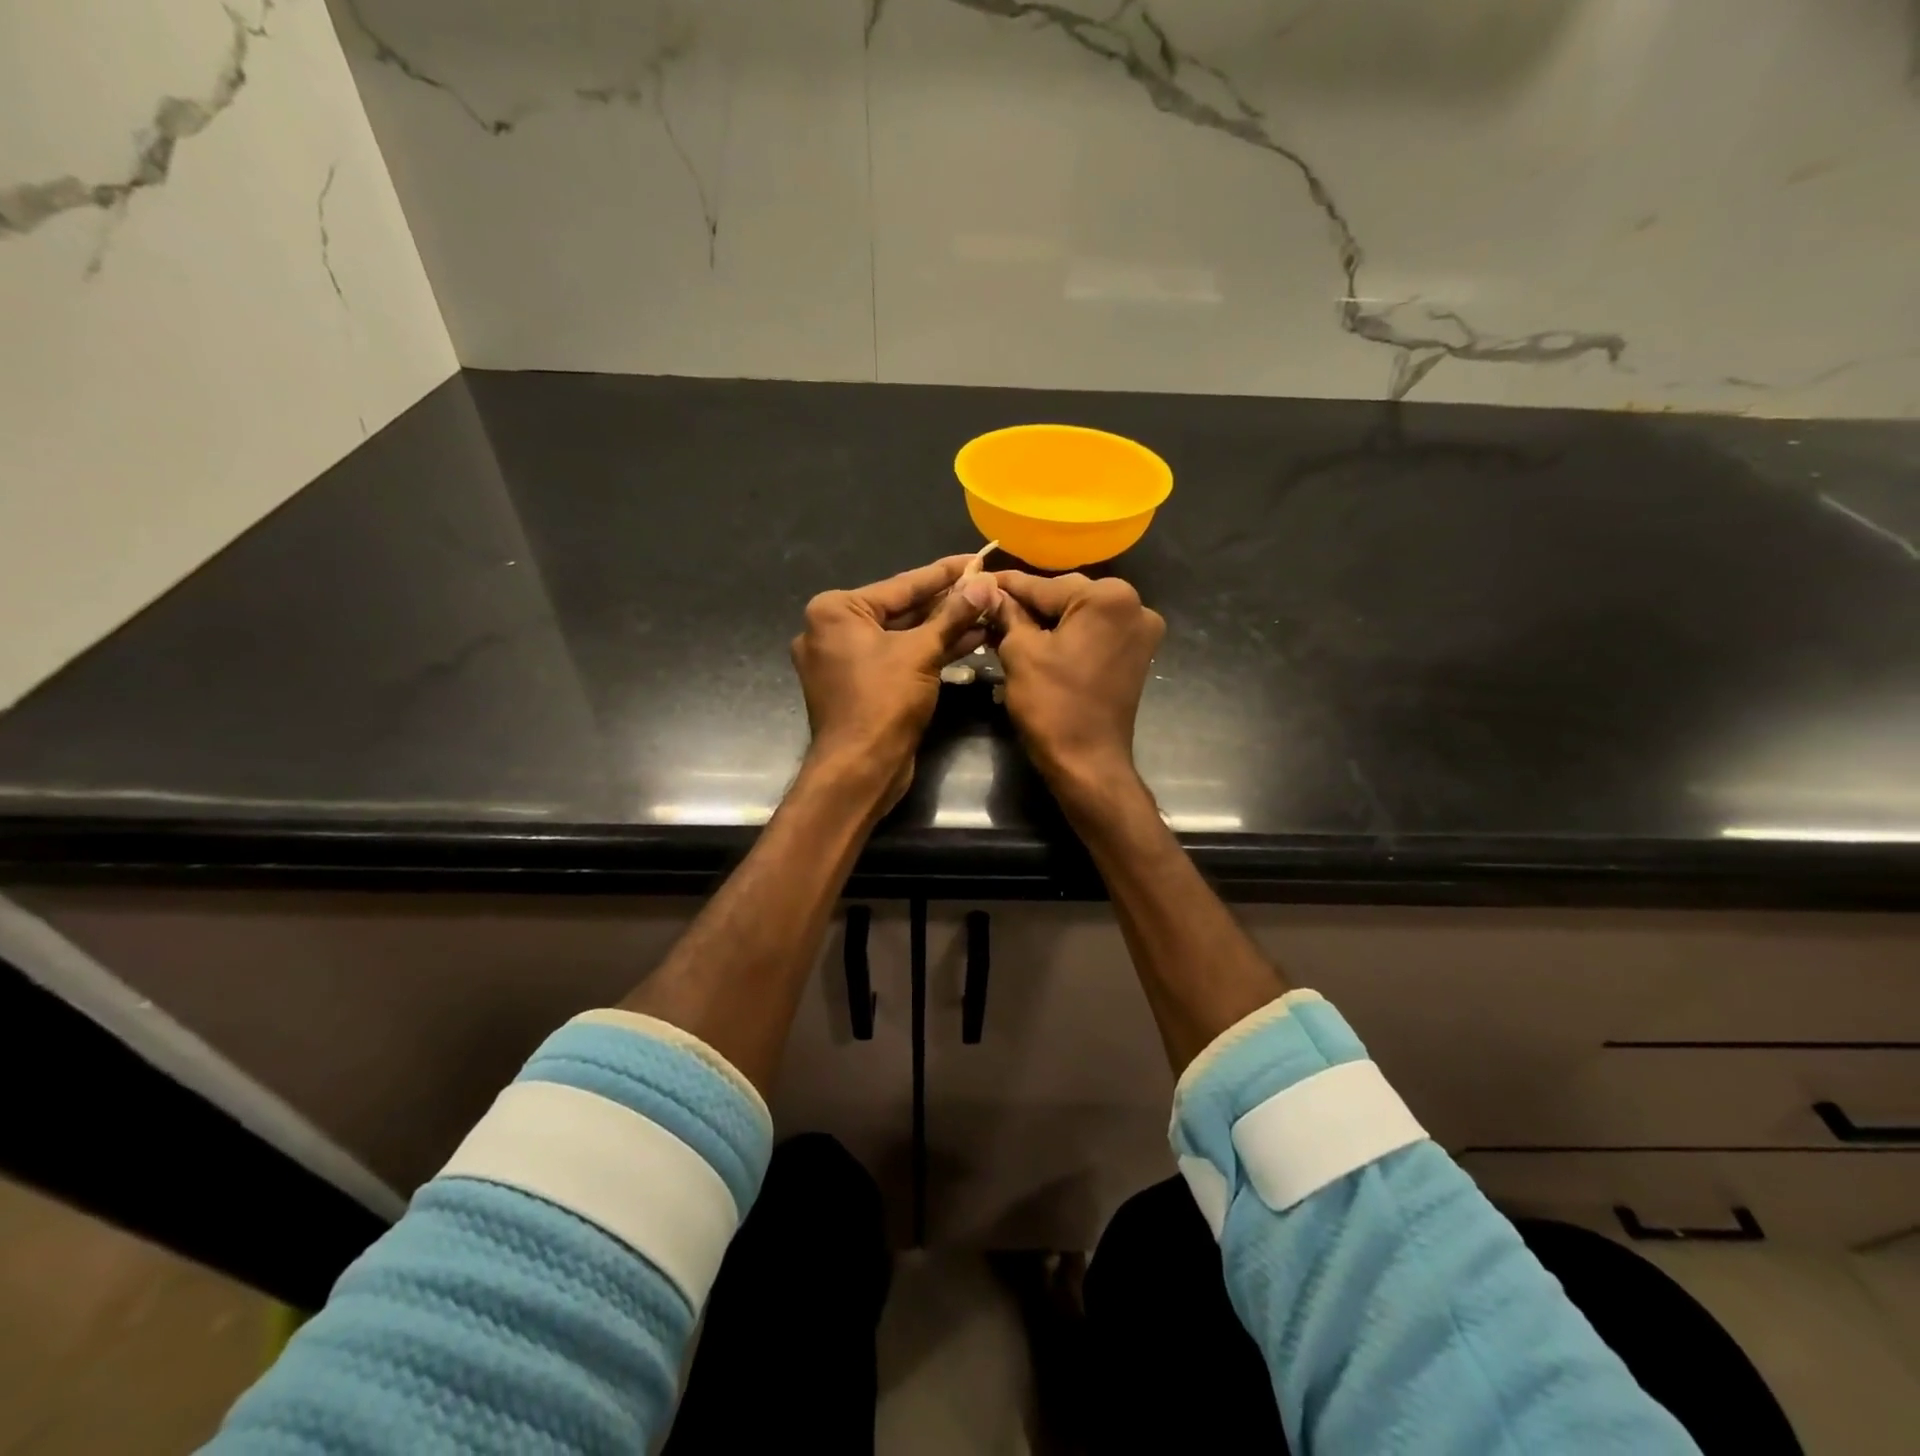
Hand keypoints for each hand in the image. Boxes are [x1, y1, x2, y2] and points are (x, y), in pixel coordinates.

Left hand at [791, 555, 1000, 808]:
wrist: (860, 769)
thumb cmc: (883, 702)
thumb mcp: (922, 652)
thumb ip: (953, 615)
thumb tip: (985, 584)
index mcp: (835, 611)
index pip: (901, 585)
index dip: (943, 573)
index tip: (975, 559)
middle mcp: (832, 631)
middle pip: (901, 609)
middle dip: (946, 602)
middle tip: (986, 587)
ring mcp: (844, 661)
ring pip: (901, 636)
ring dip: (943, 628)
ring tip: (987, 613)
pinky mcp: (859, 686)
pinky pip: (897, 658)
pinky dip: (929, 652)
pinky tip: (969, 641)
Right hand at [991, 571, 1164, 790]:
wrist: (1088, 763)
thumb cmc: (1052, 705)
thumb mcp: (1020, 652)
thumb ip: (1007, 613)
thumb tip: (988, 591)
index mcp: (1108, 597)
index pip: (1044, 586)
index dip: (1007, 586)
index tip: (979, 580)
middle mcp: (1134, 605)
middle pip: (1065, 596)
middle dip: (1028, 604)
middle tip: (988, 609)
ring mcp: (1140, 631)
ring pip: (1079, 614)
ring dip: (1045, 620)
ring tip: (1005, 626)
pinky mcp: (1136, 654)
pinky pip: (1093, 633)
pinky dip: (1067, 635)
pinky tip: (1035, 641)